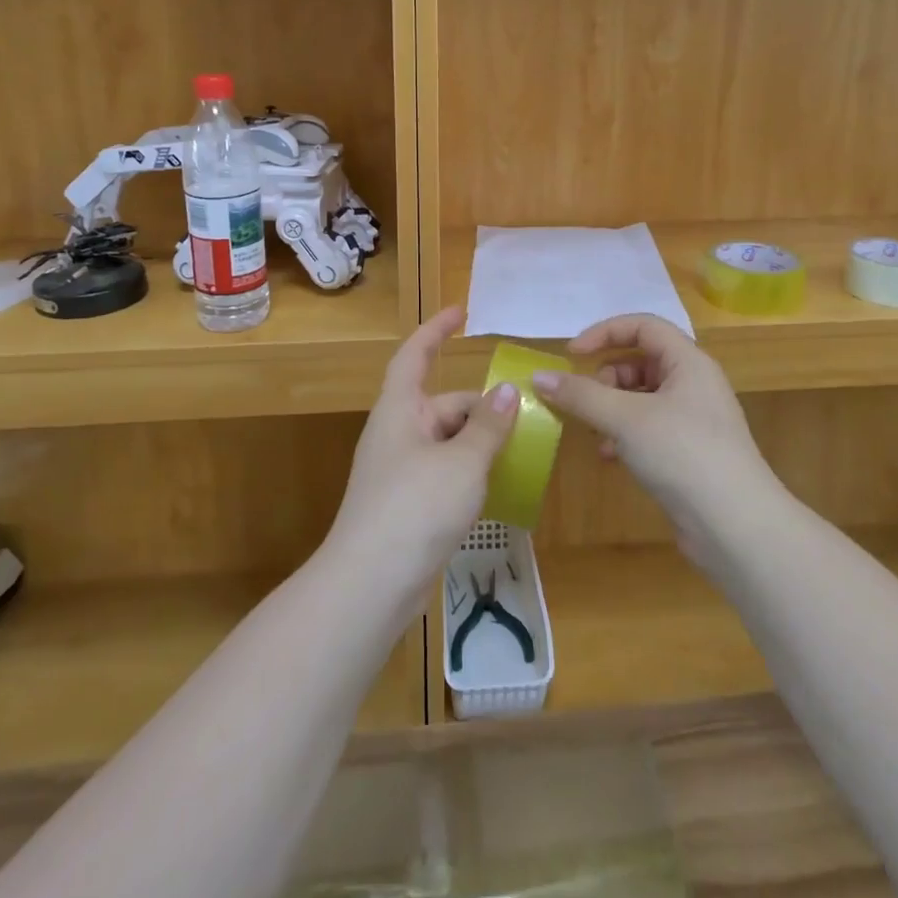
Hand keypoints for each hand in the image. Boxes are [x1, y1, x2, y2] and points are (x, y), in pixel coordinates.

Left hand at [327, 306, 518, 601]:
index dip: (436, 330)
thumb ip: (488, 426)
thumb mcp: (462, 462)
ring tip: (522, 451)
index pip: (415, 355)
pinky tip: (498, 487)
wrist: (371, 585)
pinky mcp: (408, 504)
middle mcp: (397, 433)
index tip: (462, 313)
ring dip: (480, 443)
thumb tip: (506, 391)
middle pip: (444, 404)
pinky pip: (445, 472)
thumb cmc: (415, 507)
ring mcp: (401, 471)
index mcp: (400, 409)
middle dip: (482, 409)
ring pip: (448, 441)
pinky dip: (471, 472)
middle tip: (526, 418)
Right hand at [532, 315, 781, 549]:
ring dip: (611, 409)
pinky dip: (624, 434)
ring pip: (642, 397)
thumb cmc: (683, 454)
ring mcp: (693, 420)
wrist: (736, 526)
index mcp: (688, 362)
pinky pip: (648, 427)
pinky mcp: (689, 452)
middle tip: (583, 399)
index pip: (643, 326)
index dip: (605, 332)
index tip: (572, 354)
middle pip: (641, 361)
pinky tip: (609, 456)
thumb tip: (538, 376)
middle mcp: (694, 384)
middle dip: (606, 377)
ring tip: (593, 431)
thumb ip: (580, 394)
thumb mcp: (625, 419)